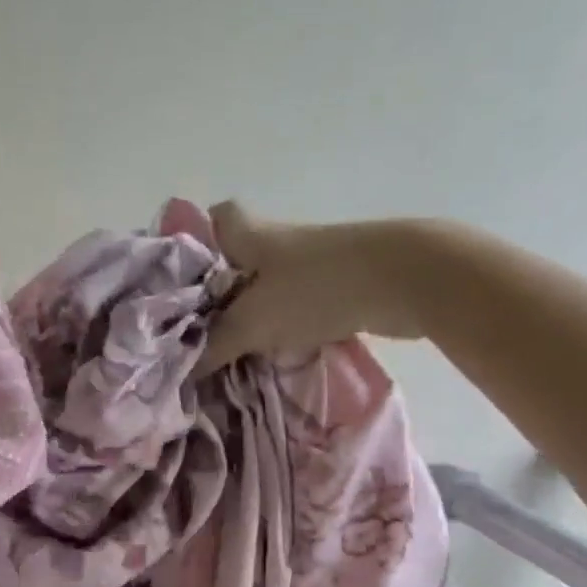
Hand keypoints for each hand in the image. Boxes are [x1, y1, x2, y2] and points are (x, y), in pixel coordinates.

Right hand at [200, 203, 443, 370]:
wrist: (404, 281)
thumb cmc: (314, 289)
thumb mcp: (253, 322)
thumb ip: (215, 345)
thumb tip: (183, 368)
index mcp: (252, 237)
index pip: (217, 218)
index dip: (198, 239)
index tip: (182, 276)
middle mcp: (279, 244)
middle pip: (239, 261)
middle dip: (220, 294)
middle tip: (199, 329)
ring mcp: (313, 264)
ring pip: (269, 287)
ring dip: (254, 315)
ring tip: (232, 350)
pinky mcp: (339, 285)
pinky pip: (297, 305)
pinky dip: (285, 327)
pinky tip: (275, 353)